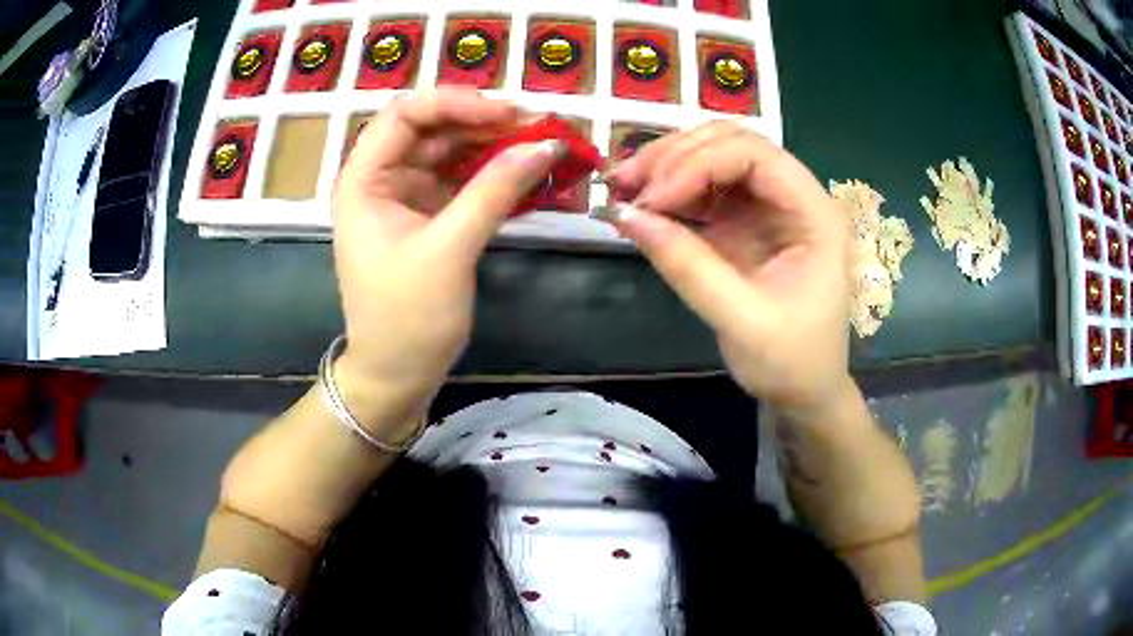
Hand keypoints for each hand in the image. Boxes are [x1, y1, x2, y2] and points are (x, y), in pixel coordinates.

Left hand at [331, 88, 565, 433]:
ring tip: (539, 145)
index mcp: (364, 179)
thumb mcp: (450, 249)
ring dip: (493, 146)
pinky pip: (461, 180)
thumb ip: (495, 190)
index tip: (509, 114)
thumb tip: (546, 144)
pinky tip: (525, 173)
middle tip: (536, 127)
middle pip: (432, 128)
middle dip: (482, 123)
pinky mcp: (428, 216)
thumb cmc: (408, 317)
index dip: (457, 103)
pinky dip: (492, 174)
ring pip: (450, 151)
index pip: (406, 114)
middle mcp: (381, 178)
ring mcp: (405, 196)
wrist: (397, 375)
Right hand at [604, 122, 853, 416]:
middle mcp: (793, 196)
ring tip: (622, 186)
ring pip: (713, 158)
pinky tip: (640, 204)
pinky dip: (669, 191)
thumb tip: (625, 215)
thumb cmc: (790, 362)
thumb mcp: (742, 321)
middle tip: (625, 182)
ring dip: (666, 166)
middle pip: (732, 144)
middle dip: (676, 156)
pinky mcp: (744, 222)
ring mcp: (767, 206)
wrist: (803, 391)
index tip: (653, 199)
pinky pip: (703, 189)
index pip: (755, 155)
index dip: (698, 163)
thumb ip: (687, 266)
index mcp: (814, 213)